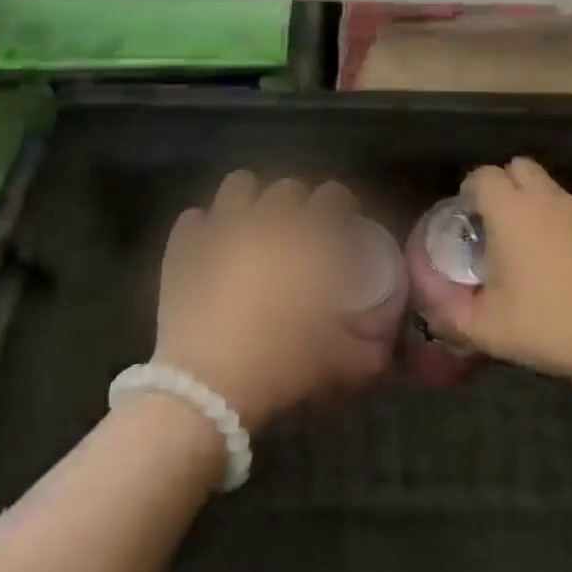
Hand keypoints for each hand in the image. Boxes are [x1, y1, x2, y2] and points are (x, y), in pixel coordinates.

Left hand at [152, 171, 391, 432]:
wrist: (207, 386)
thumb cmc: (281, 366)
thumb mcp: (341, 363)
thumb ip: (371, 348)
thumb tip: (387, 345)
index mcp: (308, 238)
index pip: (333, 196)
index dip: (341, 205)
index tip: (343, 224)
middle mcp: (266, 220)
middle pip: (287, 188)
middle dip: (298, 204)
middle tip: (299, 233)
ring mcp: (220, 228)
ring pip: (239, 185)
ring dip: (251, 199)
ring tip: (254, 226)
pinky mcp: (184, 246)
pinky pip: (194, 217)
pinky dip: (205, 227)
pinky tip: (211, 248)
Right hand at [438, 157, 571, 389]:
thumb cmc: (547, 326)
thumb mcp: (484, 328)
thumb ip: (448, 313)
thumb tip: (431, 306)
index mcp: (513, 211)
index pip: (483, 175)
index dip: (471, 190)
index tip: (469, 216)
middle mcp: (551, 200)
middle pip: (521, 168)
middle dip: (506, 186)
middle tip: (501, 225)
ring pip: (555, 193)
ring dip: (540, 210)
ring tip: (539, 252)